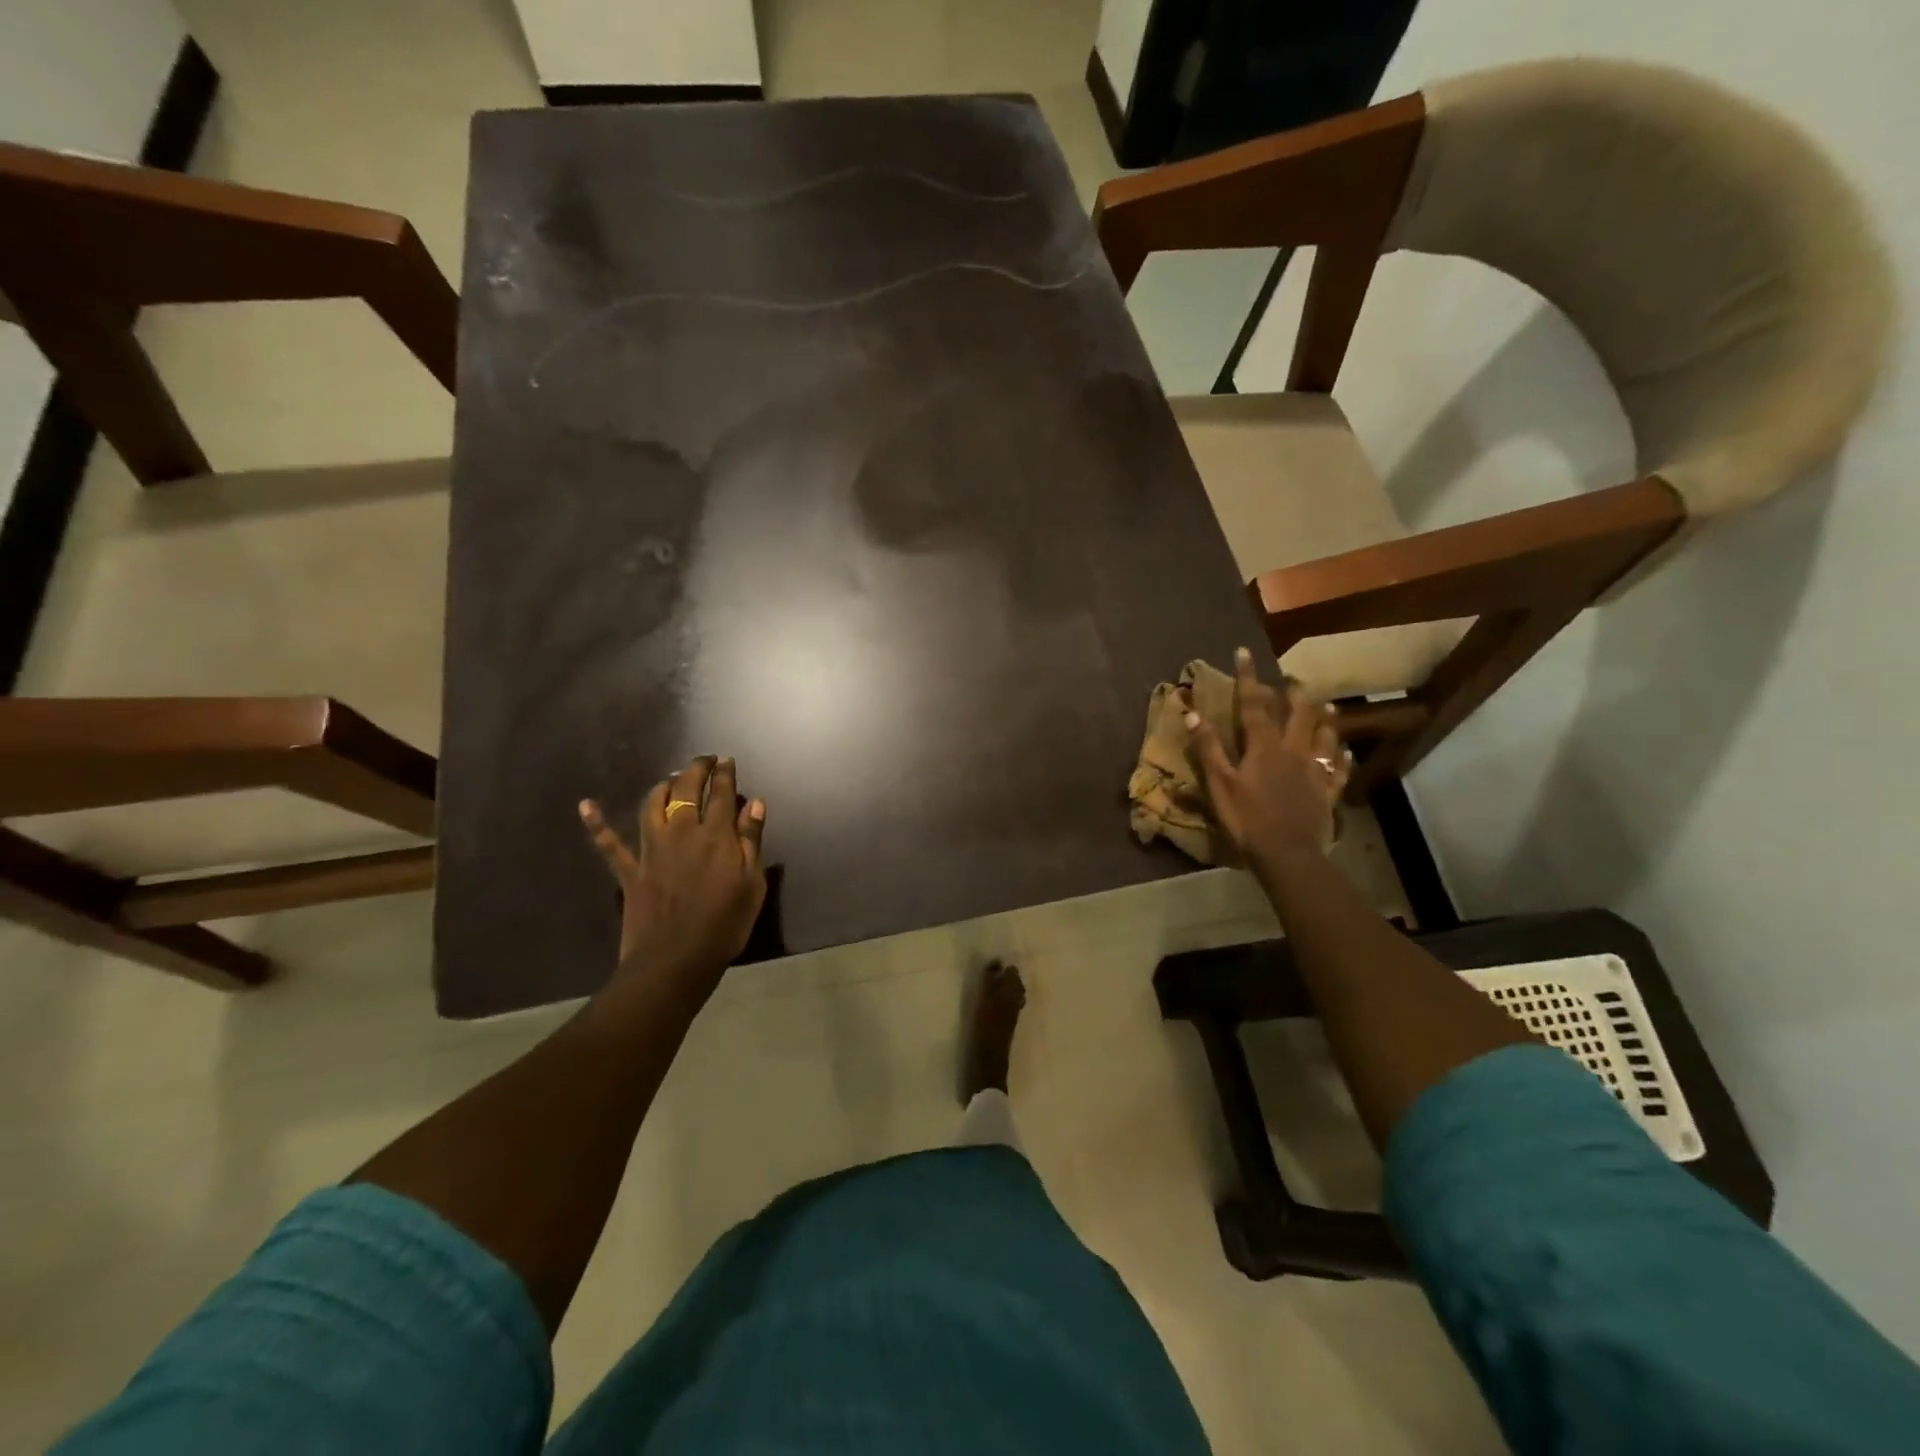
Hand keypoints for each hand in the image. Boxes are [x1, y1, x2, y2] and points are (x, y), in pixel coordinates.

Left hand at [579, 755, 767, 1005]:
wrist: (675, 960)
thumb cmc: (725, 924)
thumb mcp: (752, 883)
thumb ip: (751, 840)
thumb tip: (753, 803)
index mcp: (716, 835)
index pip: (721, 793)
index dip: (724, 773)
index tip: (726, 759)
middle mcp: (682, 832)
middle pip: (686, 790)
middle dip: (695, 770)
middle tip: (703, 760)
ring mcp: (652, 850)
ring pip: (653, 806)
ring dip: (662, 787)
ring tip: (670, 780)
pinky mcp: (630, 871)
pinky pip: (609, 844)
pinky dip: (597, 824)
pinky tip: (586, 805)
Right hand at [1185, 647, 1349, 868]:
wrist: (1287, 855)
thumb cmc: (1247, 820)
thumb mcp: (1219, 784)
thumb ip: (1208, 748)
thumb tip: (1193, 713)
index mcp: (1264, 747)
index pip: (1254, 704)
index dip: (1248, 677)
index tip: (1244, 652)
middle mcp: (1293, 751)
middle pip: (1297, 714)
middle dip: (1293, 693)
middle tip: (1292, 680)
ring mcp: (1315, 771)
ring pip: (1324, 736)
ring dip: (1324, 718)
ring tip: (1326, 705)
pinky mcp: (1328, 793)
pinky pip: (1338, 769)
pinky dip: (1341, 757)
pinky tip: (1344, 751)